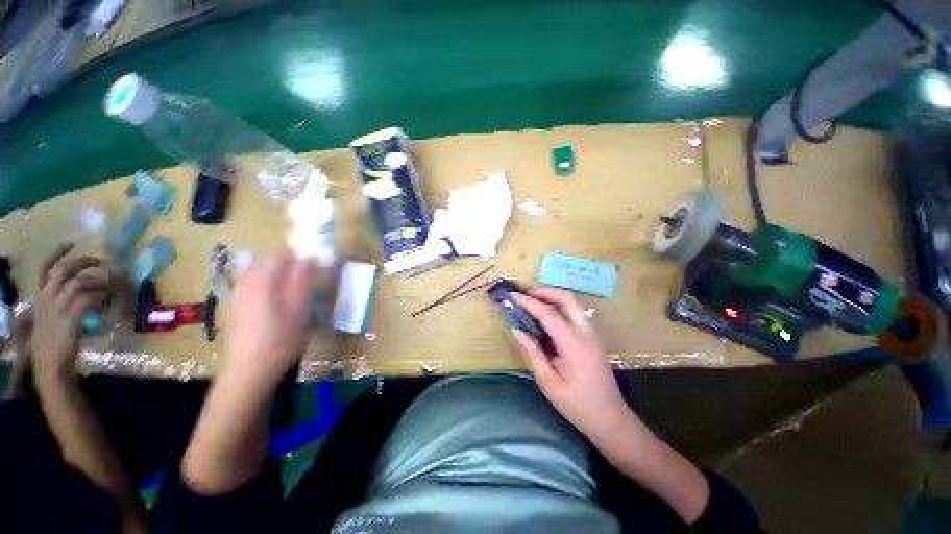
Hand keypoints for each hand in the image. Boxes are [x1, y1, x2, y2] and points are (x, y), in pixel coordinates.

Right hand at [31, 243, 107, 382]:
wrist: (49, 363)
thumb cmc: (51, 341)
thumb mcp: (48, 317)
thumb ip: (58, 303)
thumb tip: (81, 292)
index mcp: (39, 297)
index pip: (46, 268)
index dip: (58, 253)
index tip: (72, 243)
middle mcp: (46, 297)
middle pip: (65, 269)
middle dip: (83, 261)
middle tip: (99, 260)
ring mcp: (58, 306)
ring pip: (80, 281)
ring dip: (97, 279)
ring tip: (109, 281)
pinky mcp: (70, 315)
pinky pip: (89, 297)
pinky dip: (100, 294)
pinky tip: (107, 297)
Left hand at [223, 252, 316, 389]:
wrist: (247, 371)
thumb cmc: (279, 339)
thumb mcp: (299, 309)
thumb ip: (303, 281)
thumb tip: (309, 258)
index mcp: (262, 280)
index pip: (280, 254)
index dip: (299, 256)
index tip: (314, 268)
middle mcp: (245, 283)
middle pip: (267, 262)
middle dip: (288, 266)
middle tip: (305, 283)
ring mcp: (236, 296)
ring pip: (259, 275)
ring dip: (278, 277)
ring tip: (292, 295)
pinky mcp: (234, 308)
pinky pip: (252, 287)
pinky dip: (266, 289)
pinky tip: (274, 308)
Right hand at [511, 288, 632, 440]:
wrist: (610, 419)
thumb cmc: (577, 404)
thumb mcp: (548, 381)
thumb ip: (532, 352)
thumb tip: (516, 329)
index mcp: (573, 343)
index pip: (548, 313)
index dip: (528, 302)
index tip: (511, 296)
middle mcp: (586, 331)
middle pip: (566, 298)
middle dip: (544, 292)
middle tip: (525, 296)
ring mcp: (592, 333)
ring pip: (573, 303)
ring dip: (552, 297)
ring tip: (533, 303)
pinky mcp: (593, 337)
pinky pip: (575, 312)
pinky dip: (559, 307)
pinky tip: (546, 318)